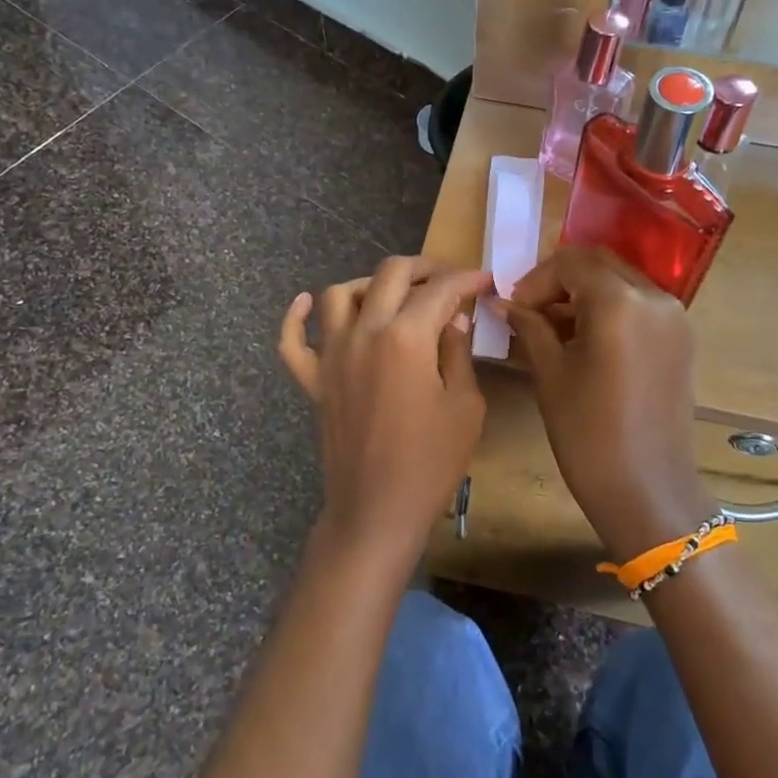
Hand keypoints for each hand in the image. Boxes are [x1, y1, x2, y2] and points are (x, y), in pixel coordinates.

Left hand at [278, 257, 492, 567]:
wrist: (377, 509)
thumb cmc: (431, 462)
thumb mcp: (464, 406)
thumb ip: (458, 352)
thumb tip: (453, 319)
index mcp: (406, 337)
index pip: (440, 291)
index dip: (467, 280)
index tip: (484, 282)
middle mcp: (364, 333)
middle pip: (390, 275)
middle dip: (424, 268)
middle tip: (447, 280)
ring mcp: (332, 355)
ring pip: (339, 294)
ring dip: (369, 284)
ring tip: (393, 294)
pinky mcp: (313, 380)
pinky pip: (293, 340)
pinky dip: (296, 316)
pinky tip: (308, 302)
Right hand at [501, 247, 711, 561]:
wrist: (647, 490)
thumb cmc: (588, 435)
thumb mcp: (551, 375)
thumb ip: (530, 327)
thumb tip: (503, 302)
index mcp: (620, 303)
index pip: (571, 263)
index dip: (536, 280)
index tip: (514, 308)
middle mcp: (655, 298)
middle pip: (599, 264)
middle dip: (560, 281)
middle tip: (530, 312)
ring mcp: (674, 317)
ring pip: (621, 282)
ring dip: (584, 293)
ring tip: (553, 328)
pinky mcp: (681, 338)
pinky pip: (639, 305)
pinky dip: (609, 309)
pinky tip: (584, 339)